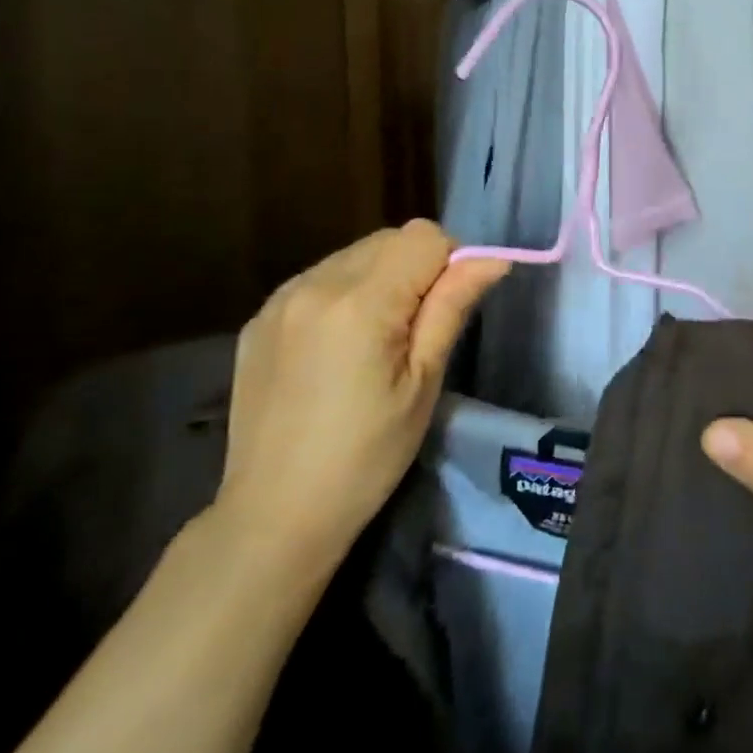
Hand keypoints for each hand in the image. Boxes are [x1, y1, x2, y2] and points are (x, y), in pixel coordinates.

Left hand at [210, 221, 508, 587]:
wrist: (274, 516)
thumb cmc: (366, 457)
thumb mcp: (423, 383)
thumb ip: (453, 307)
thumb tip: (493, 260)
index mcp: (360, 302)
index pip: (424, 236)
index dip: (450, 263)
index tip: (446, 311)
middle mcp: (314, 284)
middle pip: (388, 239)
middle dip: (415, 268)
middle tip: (415, 332)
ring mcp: (280, 300)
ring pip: (354, 255)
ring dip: (379, 278)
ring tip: (375, 341)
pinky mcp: (259, 319)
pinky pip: (319, 279)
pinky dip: (343, 294)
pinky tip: (338, 348)